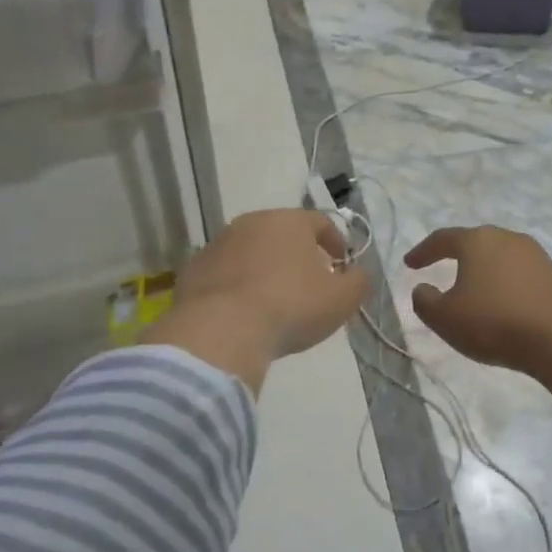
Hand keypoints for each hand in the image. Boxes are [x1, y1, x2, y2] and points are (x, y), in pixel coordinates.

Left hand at [145, 210, 367, 391]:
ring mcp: (218, 244)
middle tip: (309, 283)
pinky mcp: (194, 270)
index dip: (336, 243)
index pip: (321, 222)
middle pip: (283, 233)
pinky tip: (244, 312)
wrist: (221, 331)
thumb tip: (357, 273)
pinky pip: (225, 273)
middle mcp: (251, 222)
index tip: (342, 266)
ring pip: (251, 251)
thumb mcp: (341, 299)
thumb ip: (358, 281)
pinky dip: (237, 285)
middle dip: (299, 254)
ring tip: (274, 301)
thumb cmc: (290, 307)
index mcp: (289, 221)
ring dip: (266, 268)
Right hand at [404, 226, 551, 376]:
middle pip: (476, 242)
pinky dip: (507, 285)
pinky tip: (505, 304)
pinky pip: (522, 275)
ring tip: (475, 289)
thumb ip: (425, 302)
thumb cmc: (494, 323)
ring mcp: (537, 256)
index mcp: (478, 241)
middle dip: (457, 255)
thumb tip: (422, 288)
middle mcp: (508, 239)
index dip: (423, 251)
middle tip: (442, 267)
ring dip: (485, 270)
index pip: (443, 239)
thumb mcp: (445, 318)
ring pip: (501, 257)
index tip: (410, 264)